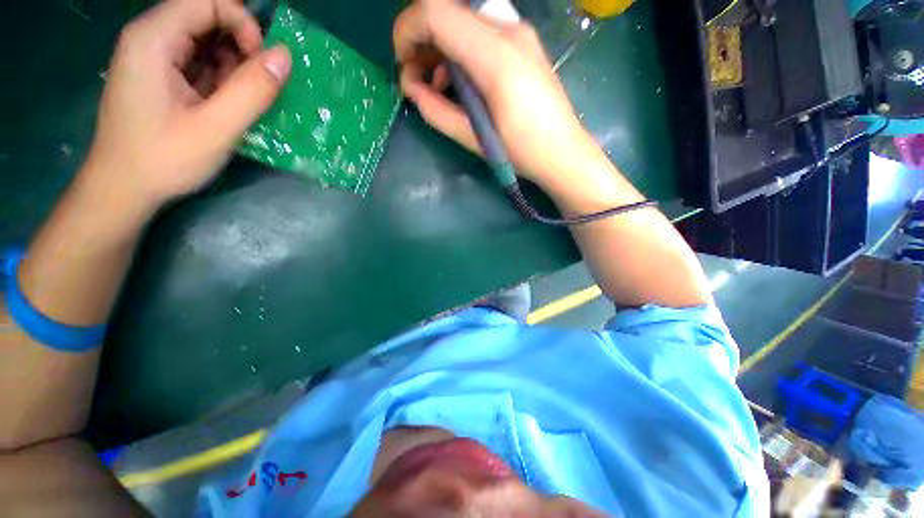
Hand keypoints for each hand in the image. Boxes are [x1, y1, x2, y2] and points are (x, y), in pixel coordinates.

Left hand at [83, 0, 291, 209]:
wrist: (122, 189)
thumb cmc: (163, 159)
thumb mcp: (216, 128)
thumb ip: (252, 91)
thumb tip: (284, 57)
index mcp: (153, 39)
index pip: (206, 1)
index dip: (242, 23)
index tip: (261, 62)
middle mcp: (149, 38)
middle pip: (205, 17)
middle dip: (240, 46)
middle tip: (257, 85)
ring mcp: (152, 58)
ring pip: (204, 40)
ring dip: (232, 65)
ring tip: (241, 100)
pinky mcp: (158, 76)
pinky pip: (197, 61)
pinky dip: (219, 77)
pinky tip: (225, 104)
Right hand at [393, 0, 601, 191]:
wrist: (564, 153)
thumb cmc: (522, 153)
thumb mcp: (475, 139)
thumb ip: (438, 112)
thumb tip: (411, 89)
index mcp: (496, 56)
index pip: (436, 13)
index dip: (407, 32)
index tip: (402, 66)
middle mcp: (509, 31)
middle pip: (448, 12)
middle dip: (421, 42)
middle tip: (415, 81)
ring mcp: (519, 34)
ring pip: (463, 22)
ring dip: (440, 49)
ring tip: (437, 88)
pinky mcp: (522, 45)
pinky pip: (479, 35)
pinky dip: (459, 53)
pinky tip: (460, 84)